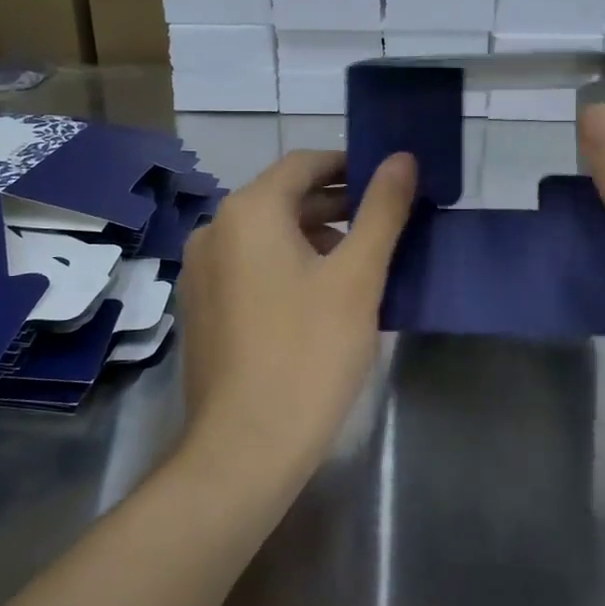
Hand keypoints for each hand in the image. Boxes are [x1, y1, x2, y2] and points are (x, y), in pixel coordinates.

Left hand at [177, 149, 416, 491]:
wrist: (244, 447)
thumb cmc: (308, 353)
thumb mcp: (357, 277)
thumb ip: (382, 210)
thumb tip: (403, 158)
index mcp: (248, 212)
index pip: (304, 164)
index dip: (350, 165)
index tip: (389, 180)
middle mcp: (214, 230)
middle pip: (283, 198)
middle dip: (336, 204)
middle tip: (385, 221)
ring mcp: (201, 271)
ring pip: (267, 235)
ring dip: (314, 236)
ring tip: (360, 259)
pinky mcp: (202, 307)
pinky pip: (250, 266)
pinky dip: (288, 264)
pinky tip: (321, 295)